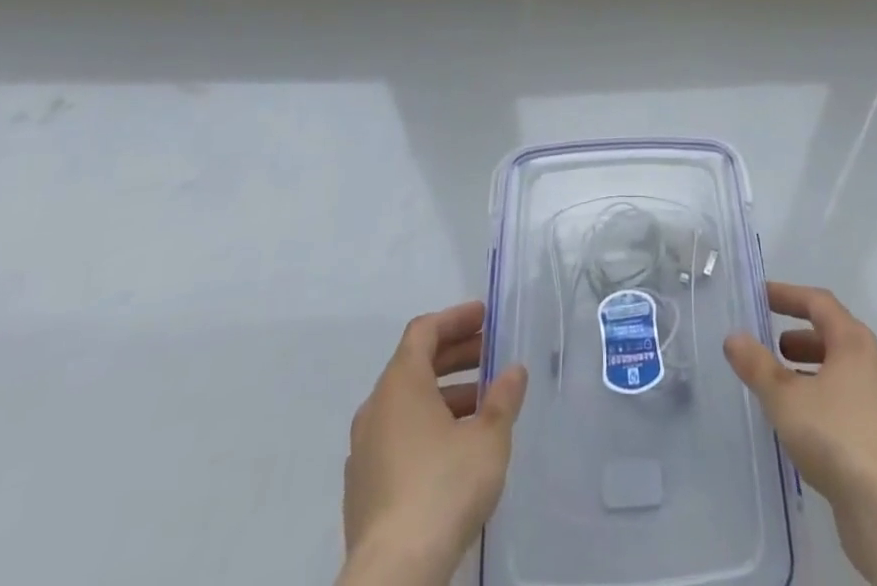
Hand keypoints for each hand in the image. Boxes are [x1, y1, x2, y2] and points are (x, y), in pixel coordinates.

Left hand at [339, 301, 528, 585]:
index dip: (455, 319)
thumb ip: (502, 399)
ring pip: (406, 403)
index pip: (424, 331)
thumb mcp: (488, 438)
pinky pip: (396, 436)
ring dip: (443, 394)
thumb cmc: (443, 488)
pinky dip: (426, 425)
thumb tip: (513, 371)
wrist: (393, 575)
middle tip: (489, 355)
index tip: (484, 316)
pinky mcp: (363, 488)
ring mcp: (364, 450)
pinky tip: (454, 448)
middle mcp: (376, 408)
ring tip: (480, 406)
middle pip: (414, 364)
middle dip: (454, 355)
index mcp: (401, 384)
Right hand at [722, 281, 876, 501]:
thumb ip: (757, 365)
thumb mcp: (785, 397)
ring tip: (782, 388)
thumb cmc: (835, 436)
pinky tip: (803, 425)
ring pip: (841, 372)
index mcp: (854, 342)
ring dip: (810, 371)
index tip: (761, 297)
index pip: (819, 302)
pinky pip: (848, 403)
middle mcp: (873, 364)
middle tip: (772, 347)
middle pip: (833, 336)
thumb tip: (733, 337)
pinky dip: (822, 399)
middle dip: (800, 337)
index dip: (788, 295)